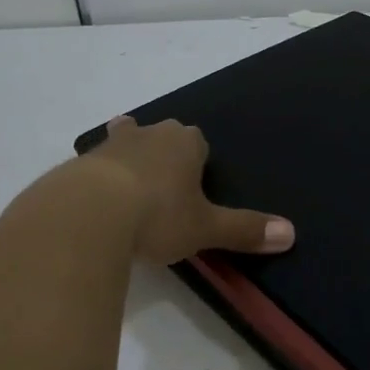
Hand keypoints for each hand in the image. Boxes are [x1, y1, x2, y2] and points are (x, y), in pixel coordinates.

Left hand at [81, 116, 294, 263]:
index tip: (195, 187)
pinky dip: (97, 180)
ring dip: (128, 161)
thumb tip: (291, 234)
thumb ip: (245, 230)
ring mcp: (110, 146)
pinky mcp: (77, 164)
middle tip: (165, 187)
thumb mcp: (206, 228)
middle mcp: (149, 134)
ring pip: (124, 144)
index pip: (198, 141)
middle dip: (163, 154)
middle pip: (161, 136)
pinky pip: (93, 167)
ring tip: (129, 190)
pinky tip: (95, 204)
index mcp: (185, 143)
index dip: (198, 162)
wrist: (86, 215)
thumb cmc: (157, 215)